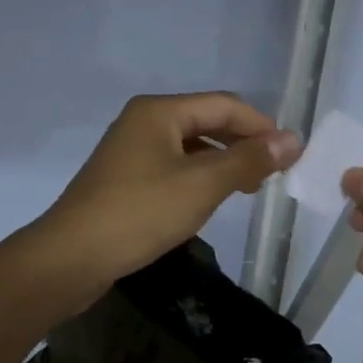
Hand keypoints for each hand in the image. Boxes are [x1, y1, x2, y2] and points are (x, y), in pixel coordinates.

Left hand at [32, 92, 301, 299]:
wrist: (70, 257)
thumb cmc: (139, 213)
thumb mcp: (201, 185)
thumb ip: (247, 160)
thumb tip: (292, 140)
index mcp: (159, 111)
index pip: (223, 105)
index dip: (261, 126)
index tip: (291, 154)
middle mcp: (143, 121)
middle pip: (206, 121)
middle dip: (242, 143)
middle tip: (273, 174)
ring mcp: (131, 150)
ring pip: (190, 146)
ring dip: (222, 162)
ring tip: (248, 188)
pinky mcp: (125, 178)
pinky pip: (173, 167)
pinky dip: (198, 177)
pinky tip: (210, 199)